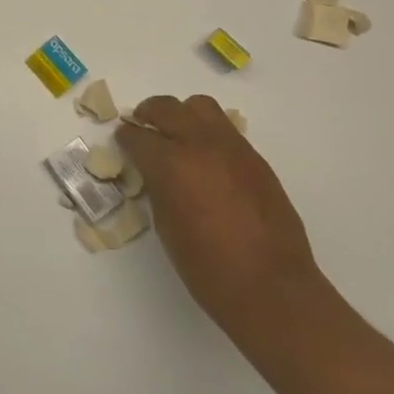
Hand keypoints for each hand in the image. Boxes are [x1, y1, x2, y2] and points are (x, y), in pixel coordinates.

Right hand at [118, 95, 323, 338]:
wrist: (271, 286)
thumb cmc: (208, 268)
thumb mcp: (167, 227)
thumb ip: (158, 189)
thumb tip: (155, 173)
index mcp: (171, 165)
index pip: (138, 136)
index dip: (126, 137)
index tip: (123, 140)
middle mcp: (200, 145)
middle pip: (166, 108)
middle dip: (149, 114)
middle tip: (143, 127)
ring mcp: (231, 147)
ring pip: (200, 106)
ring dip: (182, 114)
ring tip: (177, 134)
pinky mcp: (254, 157)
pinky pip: (225, 129)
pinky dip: (208, 132)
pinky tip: (206, 157)